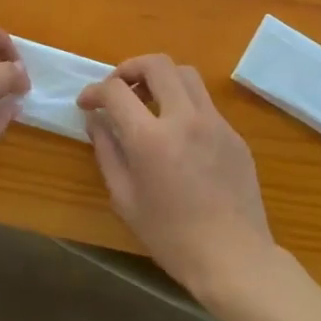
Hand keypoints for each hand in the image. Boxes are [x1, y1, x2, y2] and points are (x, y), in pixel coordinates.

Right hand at [77, 54, 278, 306]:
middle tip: (118, 88)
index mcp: (151, 138)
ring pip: (186, 74)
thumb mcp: (125, 199)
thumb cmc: (170, 237)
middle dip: (130, 68)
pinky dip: (183, 103)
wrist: (233, 257)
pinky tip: (176, 133)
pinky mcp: (234, 134)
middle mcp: (185, 118)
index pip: (116, 91)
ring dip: (161, 78)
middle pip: (158, 64)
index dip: (95, 91)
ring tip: (147, 102)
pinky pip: (204, 103)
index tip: (87, 103)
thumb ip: (107, 151)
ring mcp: (215, 123)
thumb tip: (96, 120)